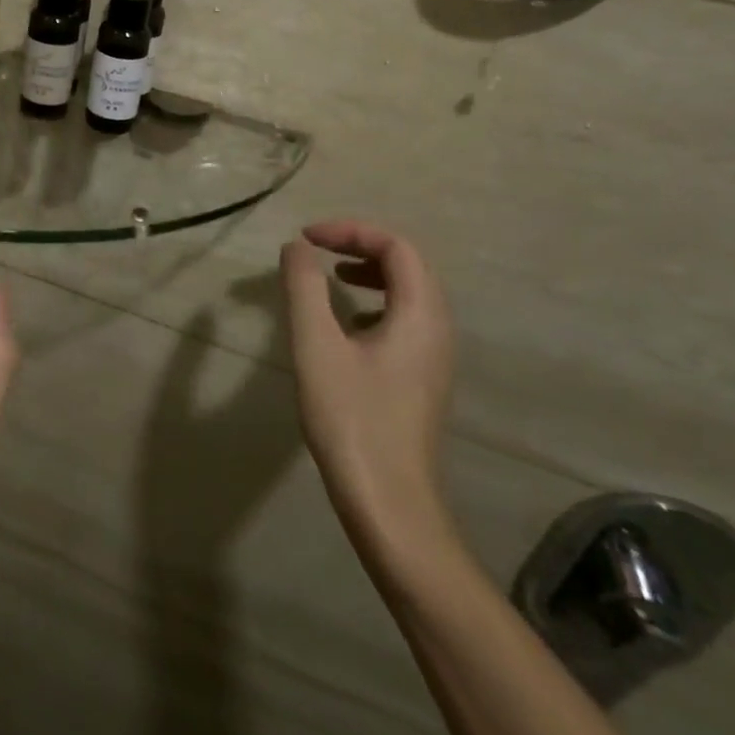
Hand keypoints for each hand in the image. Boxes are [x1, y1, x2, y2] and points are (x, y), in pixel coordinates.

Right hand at [280, 220, 456, 563]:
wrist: (389, 503)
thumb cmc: (351, 419)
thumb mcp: (316, 346)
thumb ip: (304, 288)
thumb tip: (296, 248)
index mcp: (421, 315)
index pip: (397, 246)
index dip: (351, 231)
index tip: (306, 239)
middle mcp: (438, 330)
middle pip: (408, 265)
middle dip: (360, 246)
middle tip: (315, 250)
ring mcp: (433, 357)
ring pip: (408, 293)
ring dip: (368, 273)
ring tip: (329, 277)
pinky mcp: (421, 379)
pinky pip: (404, 320)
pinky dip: (373, 303)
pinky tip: (344, 327)